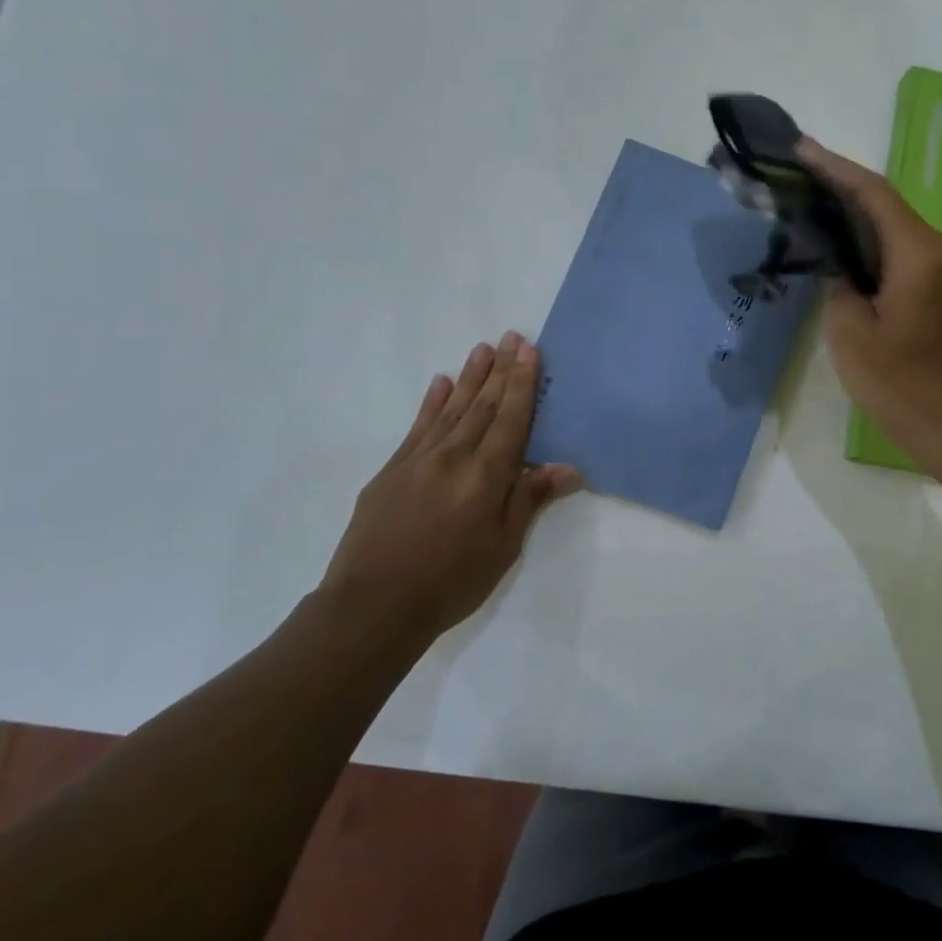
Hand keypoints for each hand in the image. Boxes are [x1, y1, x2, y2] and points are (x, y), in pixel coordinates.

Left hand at [318, 332, 581, 642]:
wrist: (373, 604)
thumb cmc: (451, 581)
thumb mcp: (503, 547)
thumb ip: (530, 500)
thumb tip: (568, 467)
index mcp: (485, 475)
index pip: (510, 419)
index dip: (522, 384)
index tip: (529, 350)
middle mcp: (453, 456)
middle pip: (482, 405)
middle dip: (500, 370)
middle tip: (510, 336)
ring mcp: (418, 460)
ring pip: (450, 409)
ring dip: (469, 377)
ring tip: (482, 348)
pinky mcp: (391, 470)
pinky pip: (418, 426)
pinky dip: (432, 402)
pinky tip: (440, 383)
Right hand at [797, 138, 941, 463]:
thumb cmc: (900, 385)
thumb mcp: (850, 336)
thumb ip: (839, 287)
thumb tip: (840, 267)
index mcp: (920, 256)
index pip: (875, 195)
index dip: (836, 169)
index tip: (801, 150)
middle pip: (889, 205)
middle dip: (844, 188)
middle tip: (800, 178)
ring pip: (899, 227)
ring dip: (859, 216)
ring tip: (815, 206)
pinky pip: (908, 250)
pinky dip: (876, 242)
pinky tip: (847, 246)